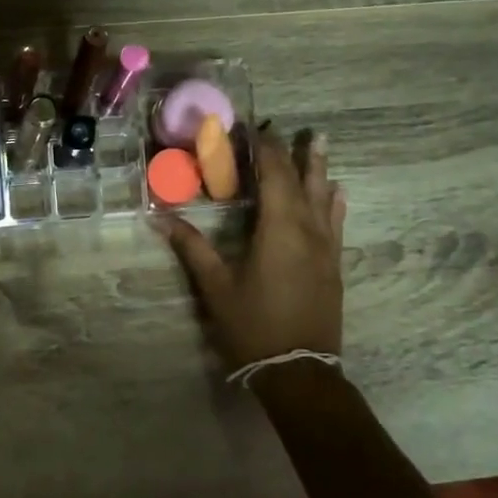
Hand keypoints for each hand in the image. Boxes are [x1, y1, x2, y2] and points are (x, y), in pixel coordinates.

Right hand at [159, 128, 345, 372]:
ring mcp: (326, 247)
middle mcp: (308, 229)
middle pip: (301, 180)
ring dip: (319, 168)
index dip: (263, 149)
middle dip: (289, 152)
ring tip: (320, 140)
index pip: (273, 175)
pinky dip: (334, 201)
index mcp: (279, 228)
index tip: (250, 128)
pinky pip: (336, 221)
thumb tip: (159, 217)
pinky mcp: (333, 264)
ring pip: (324, 196)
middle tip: (281, 127)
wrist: (298, 370)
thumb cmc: (253, 325)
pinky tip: (338, 192)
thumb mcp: (216, 286)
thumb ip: (191, 247)